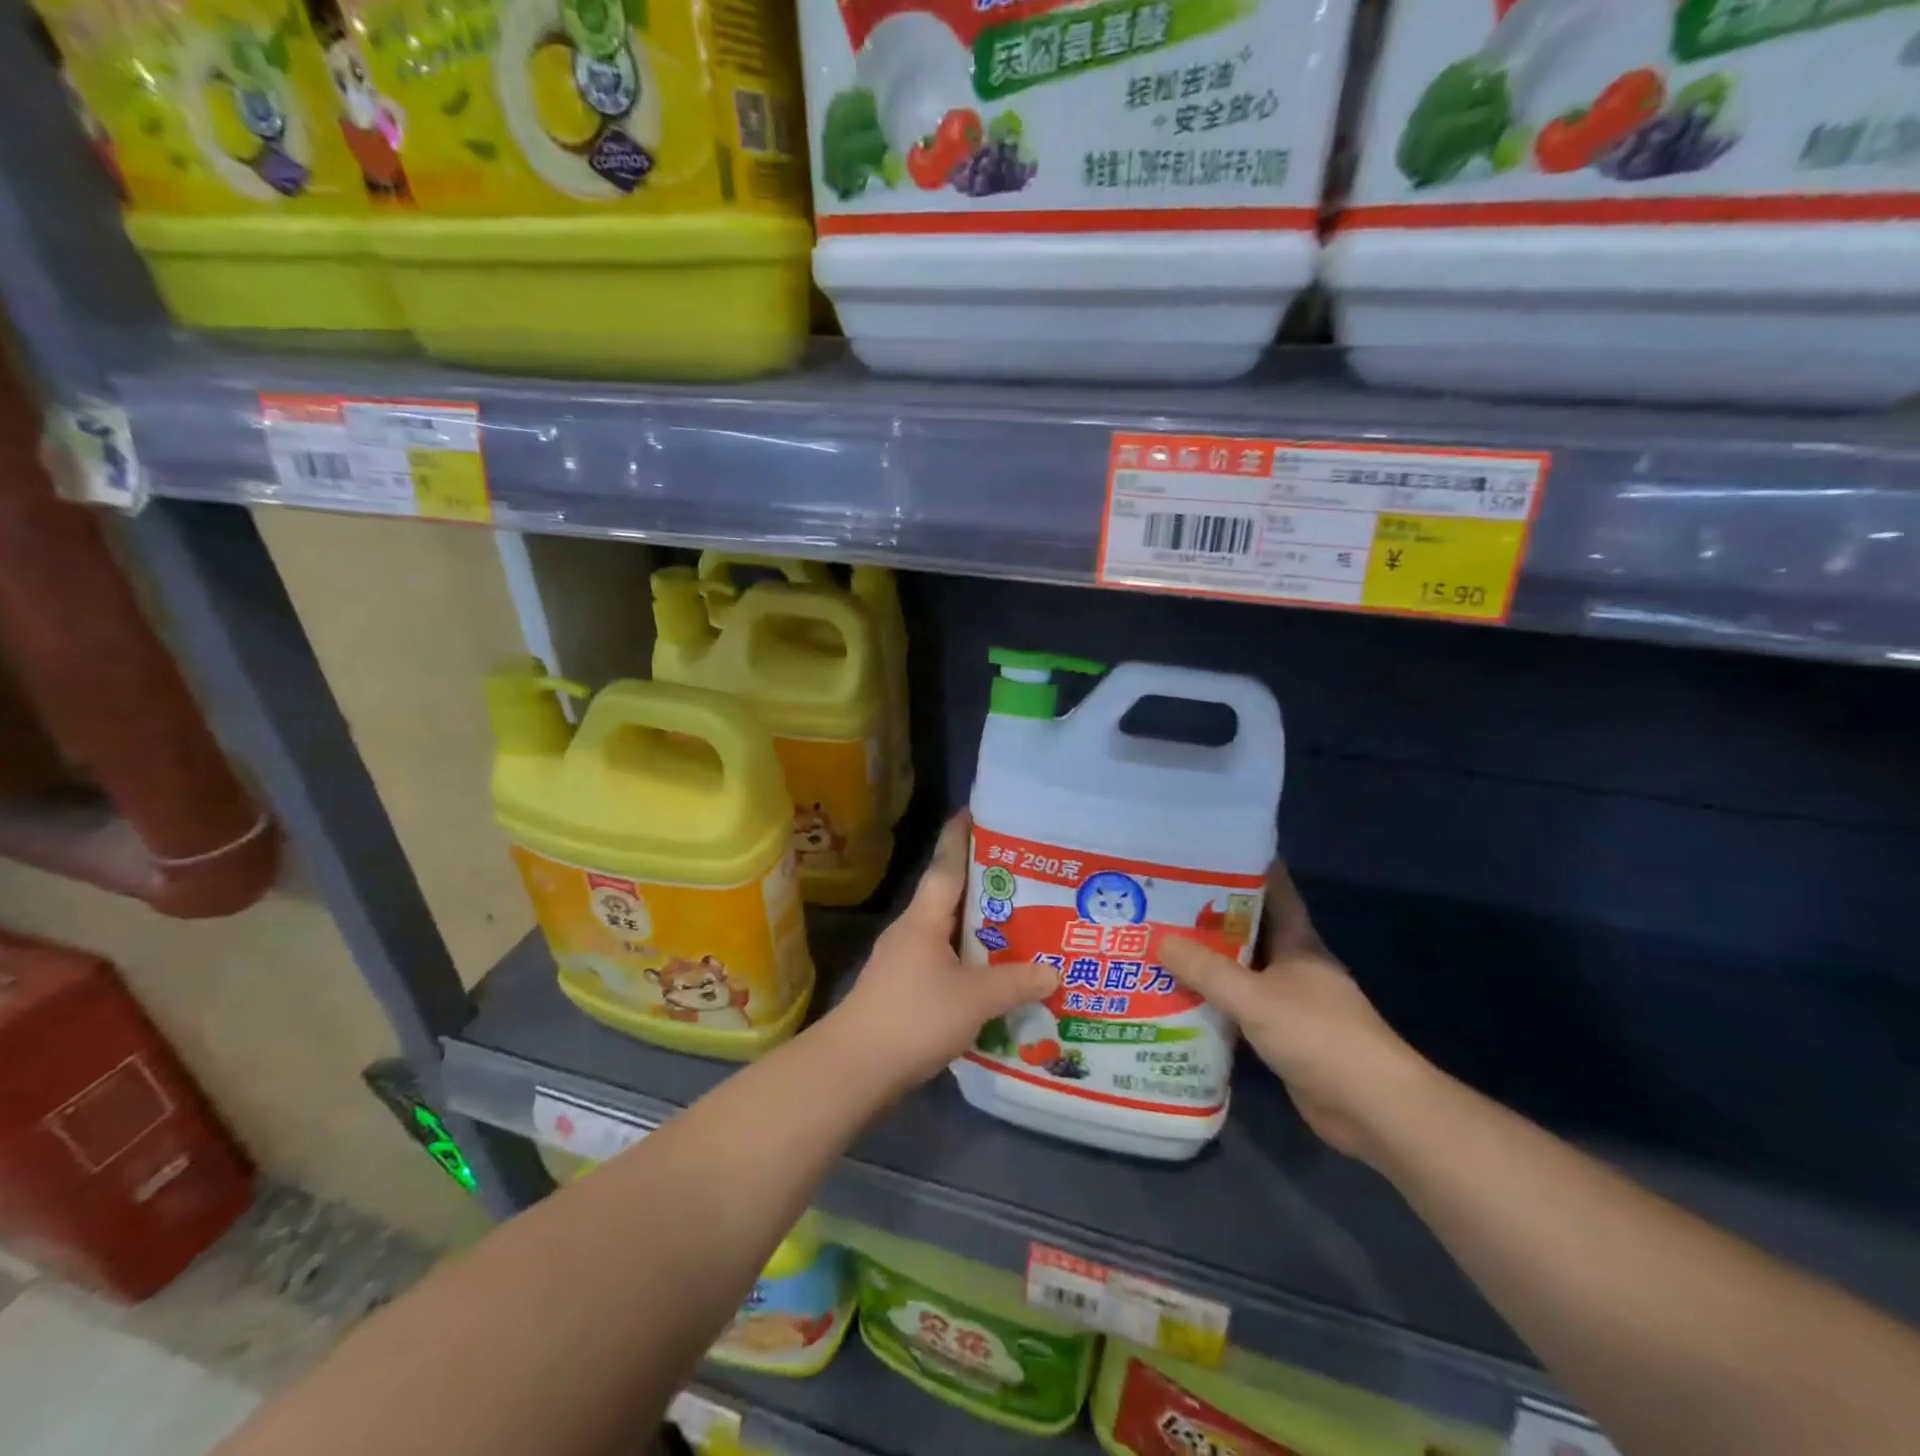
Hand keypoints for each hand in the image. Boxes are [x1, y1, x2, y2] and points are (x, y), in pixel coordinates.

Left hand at [830, 812, 1057, 1092]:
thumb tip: (1055, 972)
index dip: (961, 836)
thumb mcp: (974, 999)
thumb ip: (1016, 983)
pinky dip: (969, 963)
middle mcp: (911, 931)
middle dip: (985, 886)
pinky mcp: (902, 990)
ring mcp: (903, 961)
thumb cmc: (914, 1017)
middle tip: (1026, 877)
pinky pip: (943, 963)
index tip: (977, 811)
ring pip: (948, 933)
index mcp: (924, 917)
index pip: (946, 864)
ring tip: (1020, 926)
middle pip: (950, 896)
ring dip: (979, 929)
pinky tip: (992, 977)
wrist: (854, 1068)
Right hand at [1160, 865, 1431, 1163]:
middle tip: (1159, 901)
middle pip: (1246, 930)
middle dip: (1207, 916)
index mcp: (1297, 941)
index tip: (1201, 854)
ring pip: (1239, 971)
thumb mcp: (1255, 997)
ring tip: (1156, 944)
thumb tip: (1159, 940)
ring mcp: (1288, 1001)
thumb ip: (1207, 970)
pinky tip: (1175, 998)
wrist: (1371, 1108)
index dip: (1241, 868)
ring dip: (1205, 962)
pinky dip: (1211, 1002)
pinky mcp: (1280, 1035)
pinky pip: (1238, 1008)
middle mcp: (1292, 964)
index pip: (1272, 889)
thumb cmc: (1319, 1036)